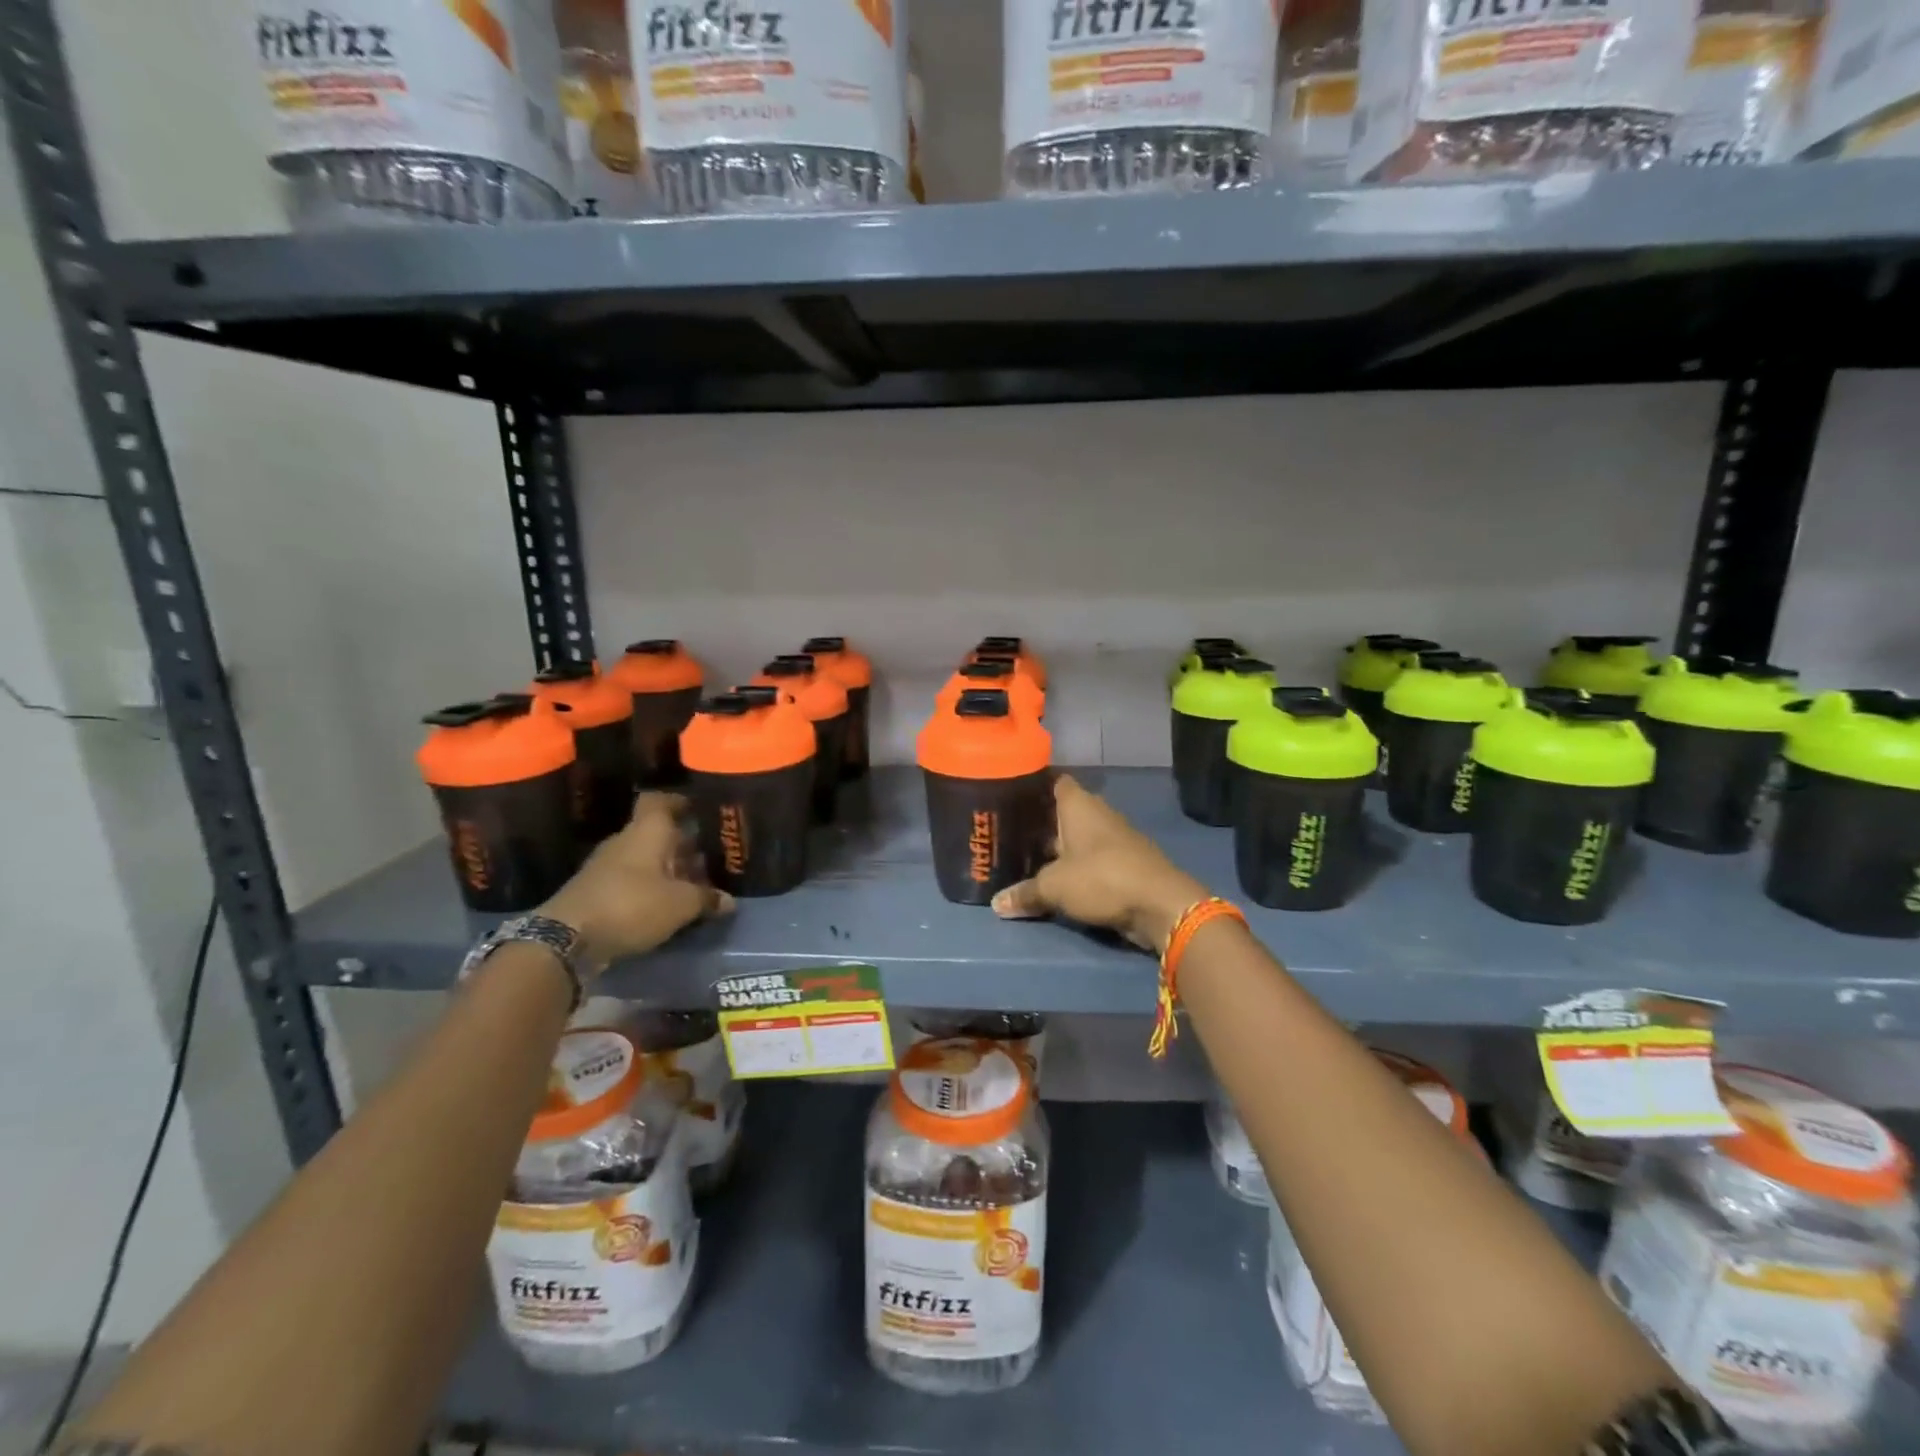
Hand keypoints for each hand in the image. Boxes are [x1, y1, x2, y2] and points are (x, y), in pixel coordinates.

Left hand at [539, 793, 733, 975]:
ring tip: (697, 884)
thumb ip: (706, 898)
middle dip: (684, 845)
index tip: (701, 811)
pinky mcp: (598, 893)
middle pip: (658, 834)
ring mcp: (608, 868)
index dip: (680, 802)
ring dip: (670, 870)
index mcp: (647, 832)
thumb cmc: (631, 904)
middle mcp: (626, 842)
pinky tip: (670, 905)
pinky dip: (653, 889)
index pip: (660, 801)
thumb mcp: (680, 904)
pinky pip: (634, 882)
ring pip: (647, 859)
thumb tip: (728, 901)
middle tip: (712, 857)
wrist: (567, 939)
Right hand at [991, 775, 1208, 953]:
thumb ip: (1025, 892)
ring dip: (1059, 848)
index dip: (1034, 786)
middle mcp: (1097, 813)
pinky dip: (1076, 866)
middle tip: (1009, 833)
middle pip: (1063, 812)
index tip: (1011, 795)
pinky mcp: (1124, 863)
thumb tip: (996, 903)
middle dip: (1040, 822)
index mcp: (1078, 805)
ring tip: (1026, 858)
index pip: (1054, 781)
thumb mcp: (1054, 887)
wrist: (1160, 905)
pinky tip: (1056, 879)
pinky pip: (1091, 859)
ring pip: (1078, 837)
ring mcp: (1114, 838)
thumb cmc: (1101, 878)